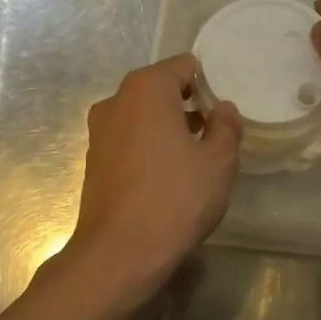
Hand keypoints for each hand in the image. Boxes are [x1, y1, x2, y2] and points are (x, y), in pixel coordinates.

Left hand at [62, 53, 241, 305]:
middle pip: (160, 89)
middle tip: (216, 133)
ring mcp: (99, 132)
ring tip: (197, 157)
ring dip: (169, 128)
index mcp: (146, 88)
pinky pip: (130, 140)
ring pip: (143, 117)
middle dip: (189, 105)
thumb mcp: (219, 162)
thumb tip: (222, 109)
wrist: (120, 253)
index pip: (184, 66)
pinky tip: (169, 177)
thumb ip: (226, 127)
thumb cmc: (176, 198)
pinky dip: (150, 148)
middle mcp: (116, 101)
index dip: (209, 83)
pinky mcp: (94, 161)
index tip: (225, 109)